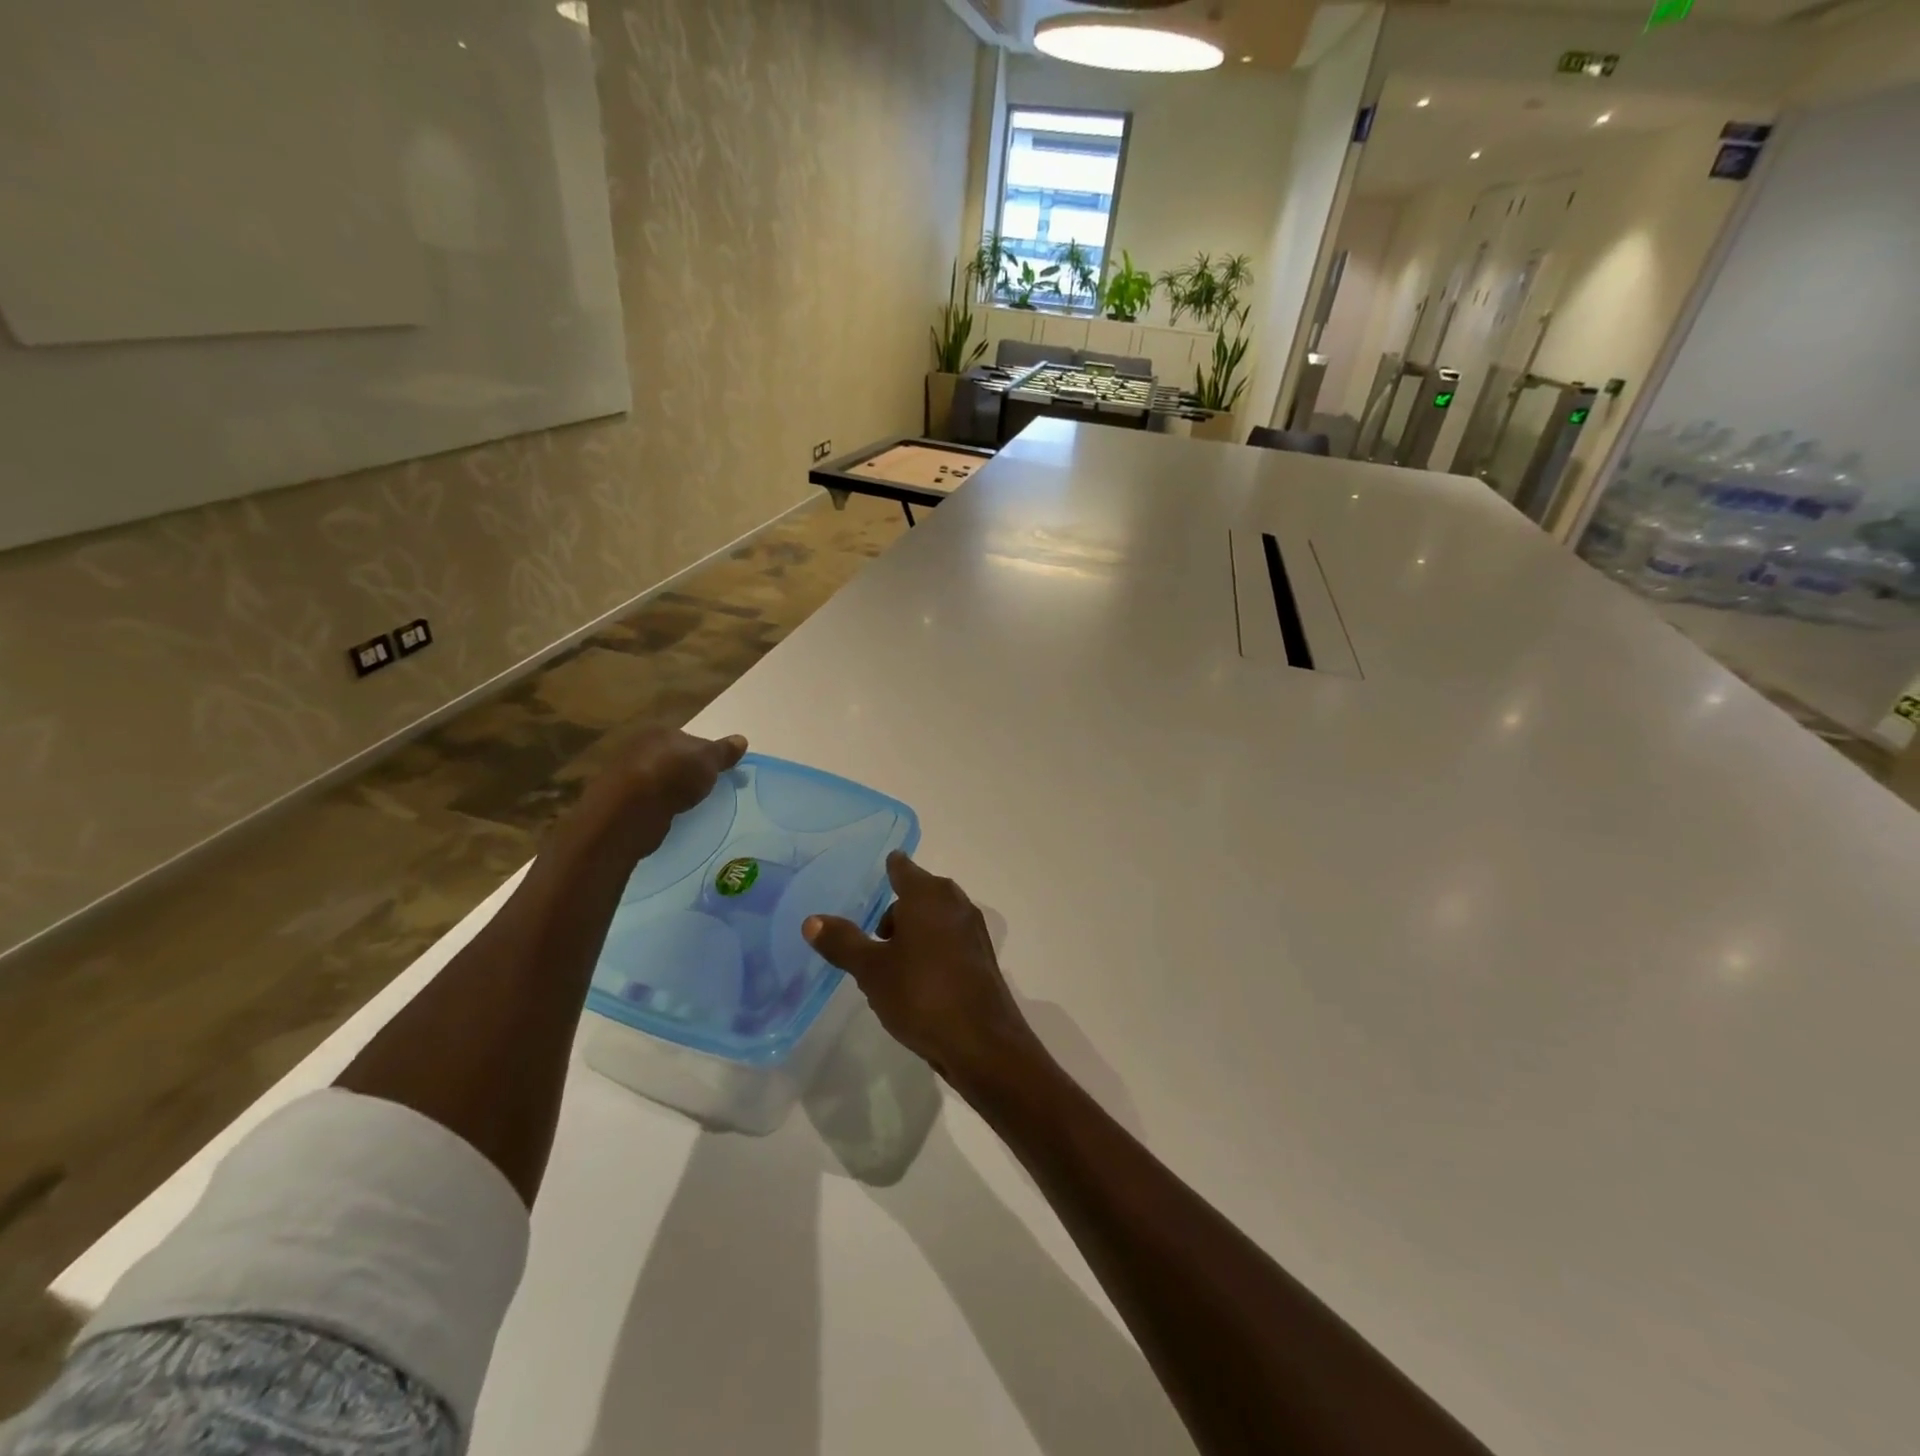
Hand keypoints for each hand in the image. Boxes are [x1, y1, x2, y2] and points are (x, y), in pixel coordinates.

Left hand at [567, 727, 747, 861]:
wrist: (629, 811)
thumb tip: (742, 739)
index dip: (703, 754)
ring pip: (657, 780)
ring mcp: (625, 775)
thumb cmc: (673, 775)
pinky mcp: (619, 802)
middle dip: (685, 772)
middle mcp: (639, 748)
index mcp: (660, 732)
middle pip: (670, 758)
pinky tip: (669, 817)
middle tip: (704, 790)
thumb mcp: (708, 760)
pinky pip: (646, 802)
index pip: (686, 739)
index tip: (717, 772)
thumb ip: (724, 751)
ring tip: (689, 806)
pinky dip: (657, 808)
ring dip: (670, 791)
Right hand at [804, 852, 1040, 1092]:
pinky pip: (948, 940)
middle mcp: (955, 903)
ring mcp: (973, 930)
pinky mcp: (981, 957)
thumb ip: (842, 942)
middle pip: (919, 894)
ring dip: (914, 932)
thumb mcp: (871, 970)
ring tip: (889, 963)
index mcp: (928, 895)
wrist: (981, 1042)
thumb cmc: (921, 994)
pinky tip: (916, 980)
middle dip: (896, 910)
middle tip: (872, 934)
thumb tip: (812, 920)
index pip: (903, 868)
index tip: (874, 874)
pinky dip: (931, 948)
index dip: (888, 869)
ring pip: (935, 919)